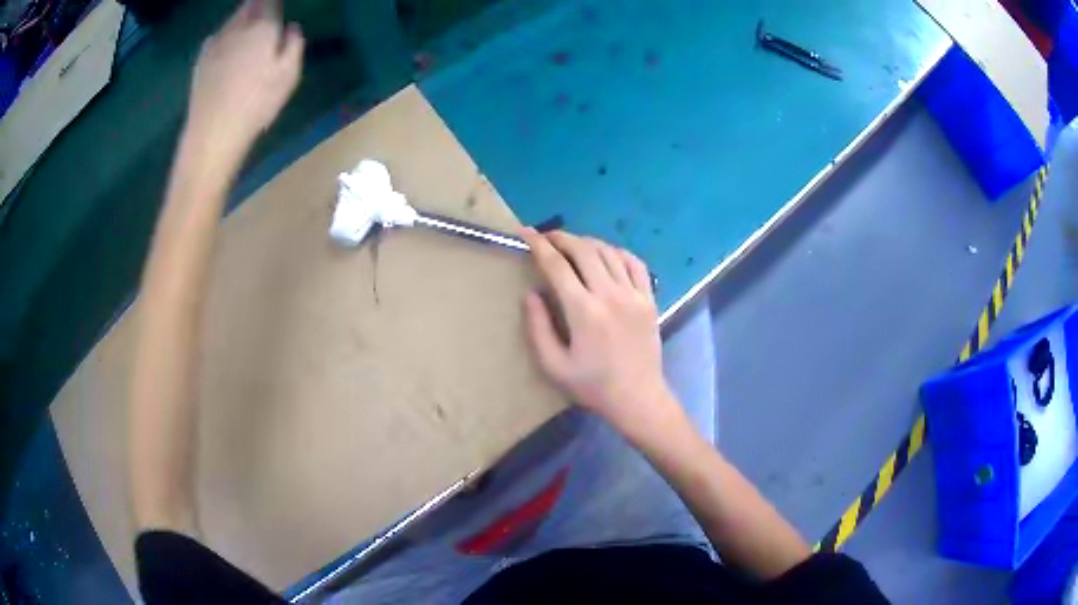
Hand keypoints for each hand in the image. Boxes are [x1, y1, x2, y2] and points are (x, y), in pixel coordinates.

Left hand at [185, 0, 303, 158]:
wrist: (213, 132)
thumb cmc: (256, 103)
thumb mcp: (289, 75)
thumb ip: (294, 43)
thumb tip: (290, 27)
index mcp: (262, 25)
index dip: (274, 3)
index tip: (277, 12)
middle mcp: (237, 26)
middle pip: (249, 4)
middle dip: (259, 7)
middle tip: (267, 19)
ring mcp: (216, 42)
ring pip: (233, 19)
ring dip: (243, 20)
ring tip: (249, 36)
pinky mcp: (201, 59)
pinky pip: (218, 36)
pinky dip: (227, 37)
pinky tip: (229, 53)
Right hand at [522, 229, 682, 439]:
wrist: (638, 398)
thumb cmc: (592, 386)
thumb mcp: (554, 366)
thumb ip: (538, 327)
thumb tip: (531, 294)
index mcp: (584, 311)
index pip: (557, 266)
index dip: (539, 245)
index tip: (526, 232)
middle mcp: (610, 295)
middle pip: (584, 250)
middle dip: (561, 238)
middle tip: (546, 238)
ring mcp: (634, 294)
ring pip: (609, 252)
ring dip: (587, 242)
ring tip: (572, 246)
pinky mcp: (649, 299)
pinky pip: (635, 263)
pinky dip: (617, 252)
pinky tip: (607, 256)